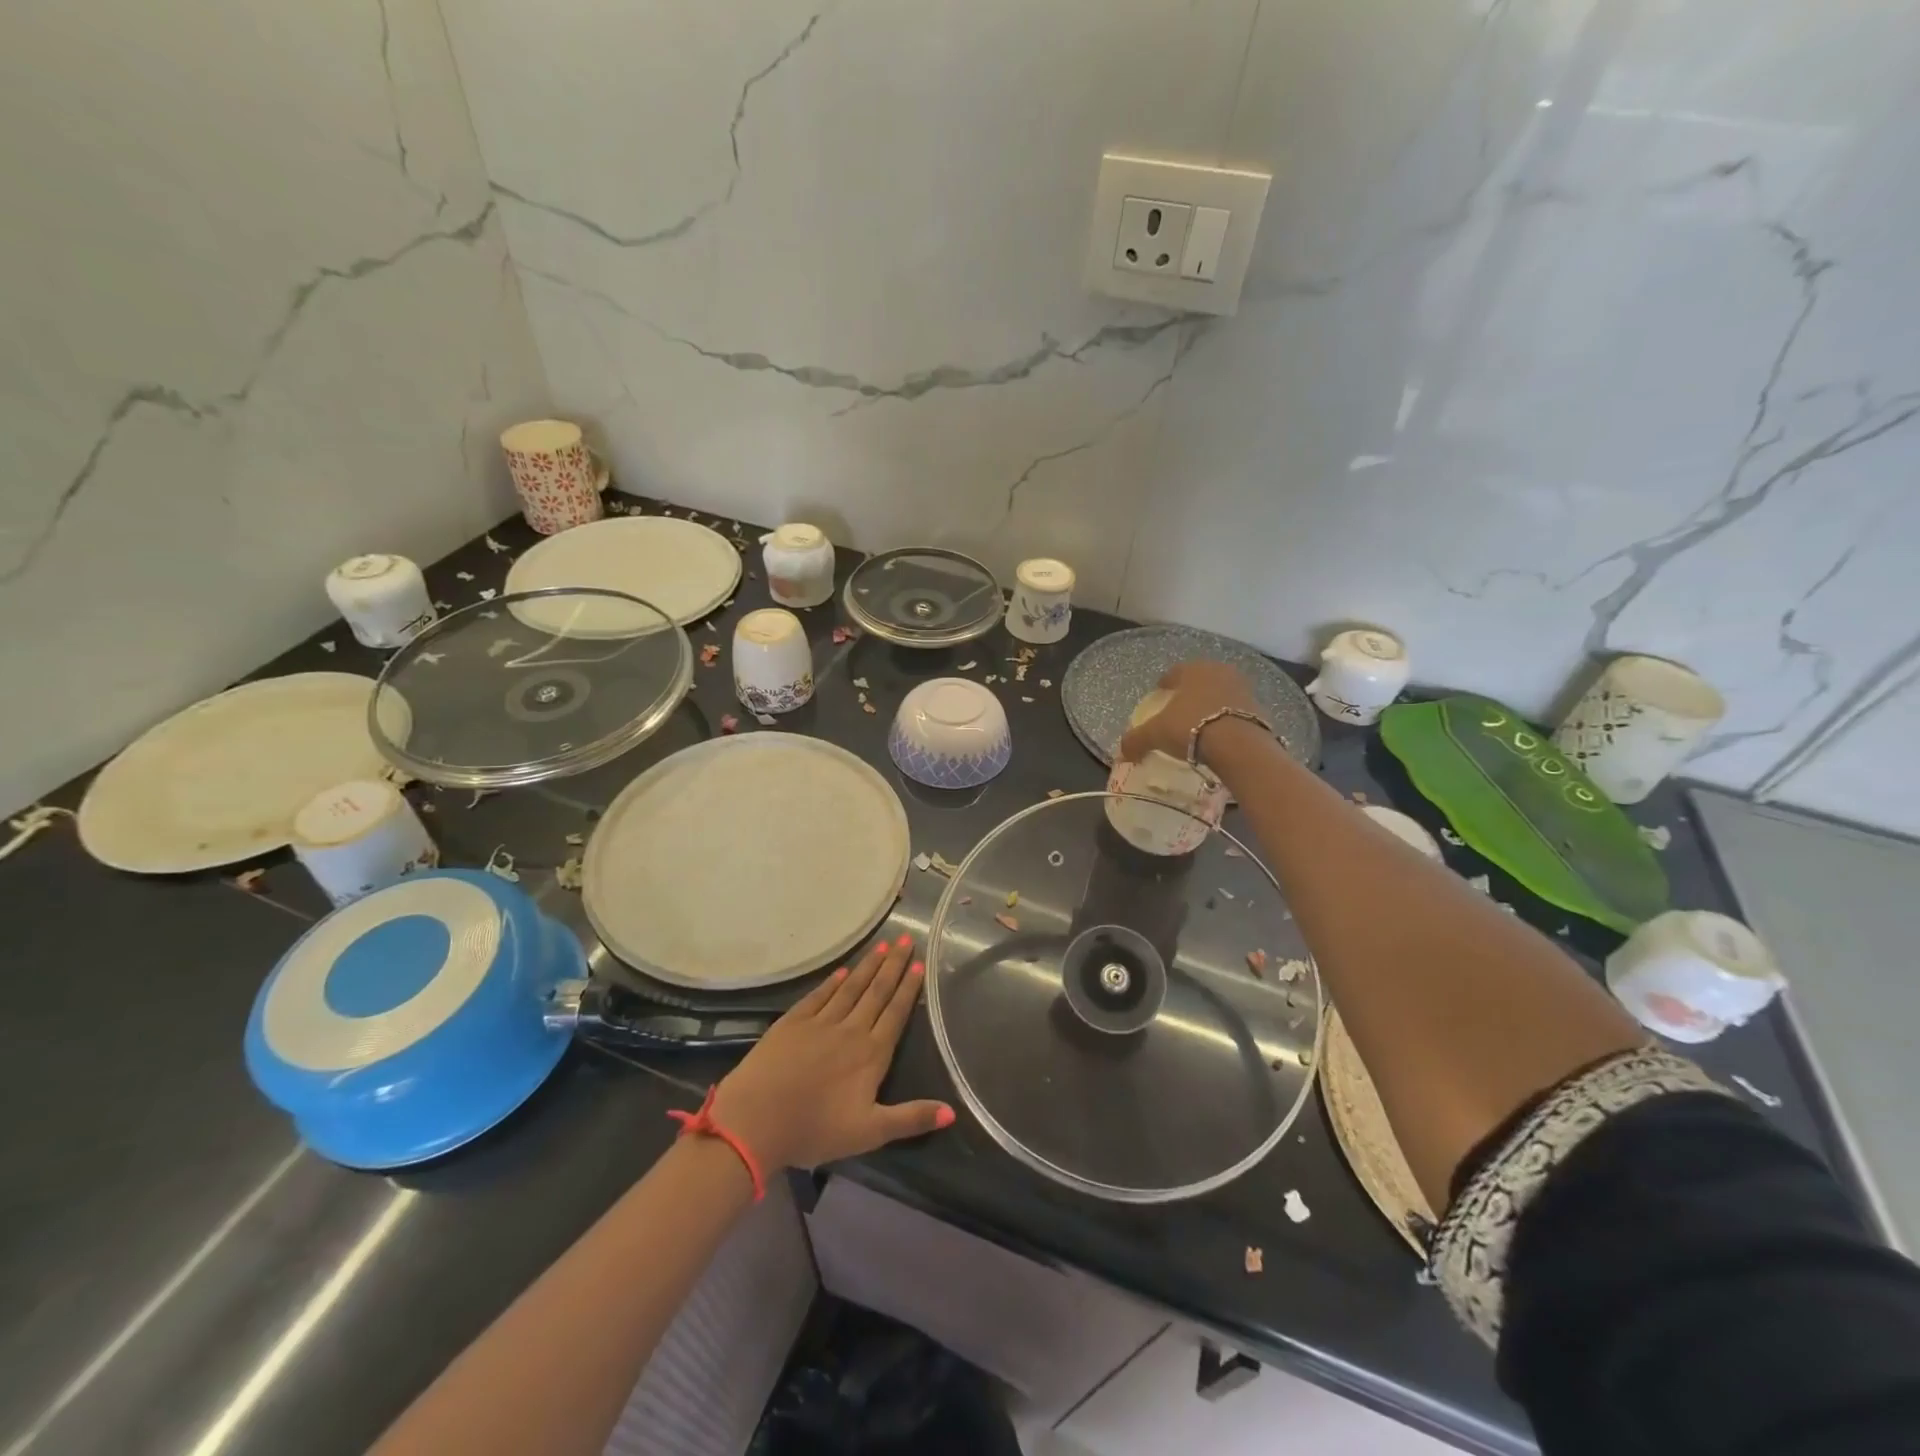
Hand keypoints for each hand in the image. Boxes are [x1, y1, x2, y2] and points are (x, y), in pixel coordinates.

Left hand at [710, 935, 952, 1173]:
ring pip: (850, 987)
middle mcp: (850, 1030)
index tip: (919, 964)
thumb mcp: (869, 1133)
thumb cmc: (814, 1129)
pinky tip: (842, 970)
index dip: (908, 988)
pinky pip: (819, 995)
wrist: (755, 1120)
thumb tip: (952, 1111)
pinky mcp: (793, 1022)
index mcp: (871, 1055)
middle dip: (893, 965)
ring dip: (868, 966)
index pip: (895, 1014)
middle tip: (906, 940)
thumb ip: (911, 1119)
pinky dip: (833, 981)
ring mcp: (820, 1022)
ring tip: (883, 946)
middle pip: (876, 992)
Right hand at [1117, 661, 1263, 766]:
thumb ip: (1136, 740)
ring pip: (1220, 693)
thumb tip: (1122, 751)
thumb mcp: (1155, 734)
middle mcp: (1219, 671)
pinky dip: (1227, 719)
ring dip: (1211, 704)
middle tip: (1180, 708)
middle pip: (1200, 680)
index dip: (1164, 683)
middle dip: (1190, 692)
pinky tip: (1220, 734)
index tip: (1159, 693)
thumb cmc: (1191, 727)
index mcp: (1193, 669)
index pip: (1174, 672)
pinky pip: (1236, 711)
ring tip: (1201, 723)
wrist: (1239, 745)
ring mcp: (1243, 688)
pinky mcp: (1259, 708)